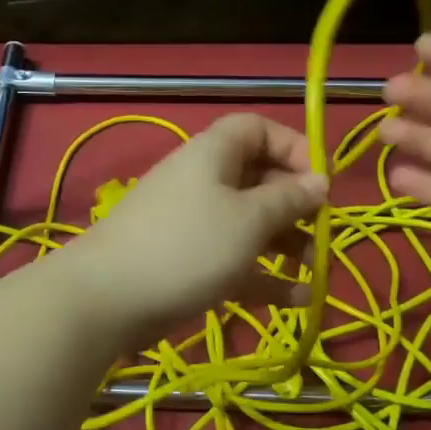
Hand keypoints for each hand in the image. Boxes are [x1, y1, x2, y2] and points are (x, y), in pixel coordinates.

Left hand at [54, 114, 328, 349]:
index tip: (320, 180)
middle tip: (322, 230)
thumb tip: (320, 181)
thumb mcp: (249, 220)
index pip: (257, 129)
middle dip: (294, 204)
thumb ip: (289, 200)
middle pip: (258, 179)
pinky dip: (263, 275)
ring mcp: (193, 224)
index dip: (293, 147)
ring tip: (314, 269)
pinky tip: (297, 300)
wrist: (108, 298)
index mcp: (214, 154)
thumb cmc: (188, 245)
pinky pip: (234, 260)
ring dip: (285, 243)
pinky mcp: (187, 262)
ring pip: (248, 224)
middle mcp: (203, 181)